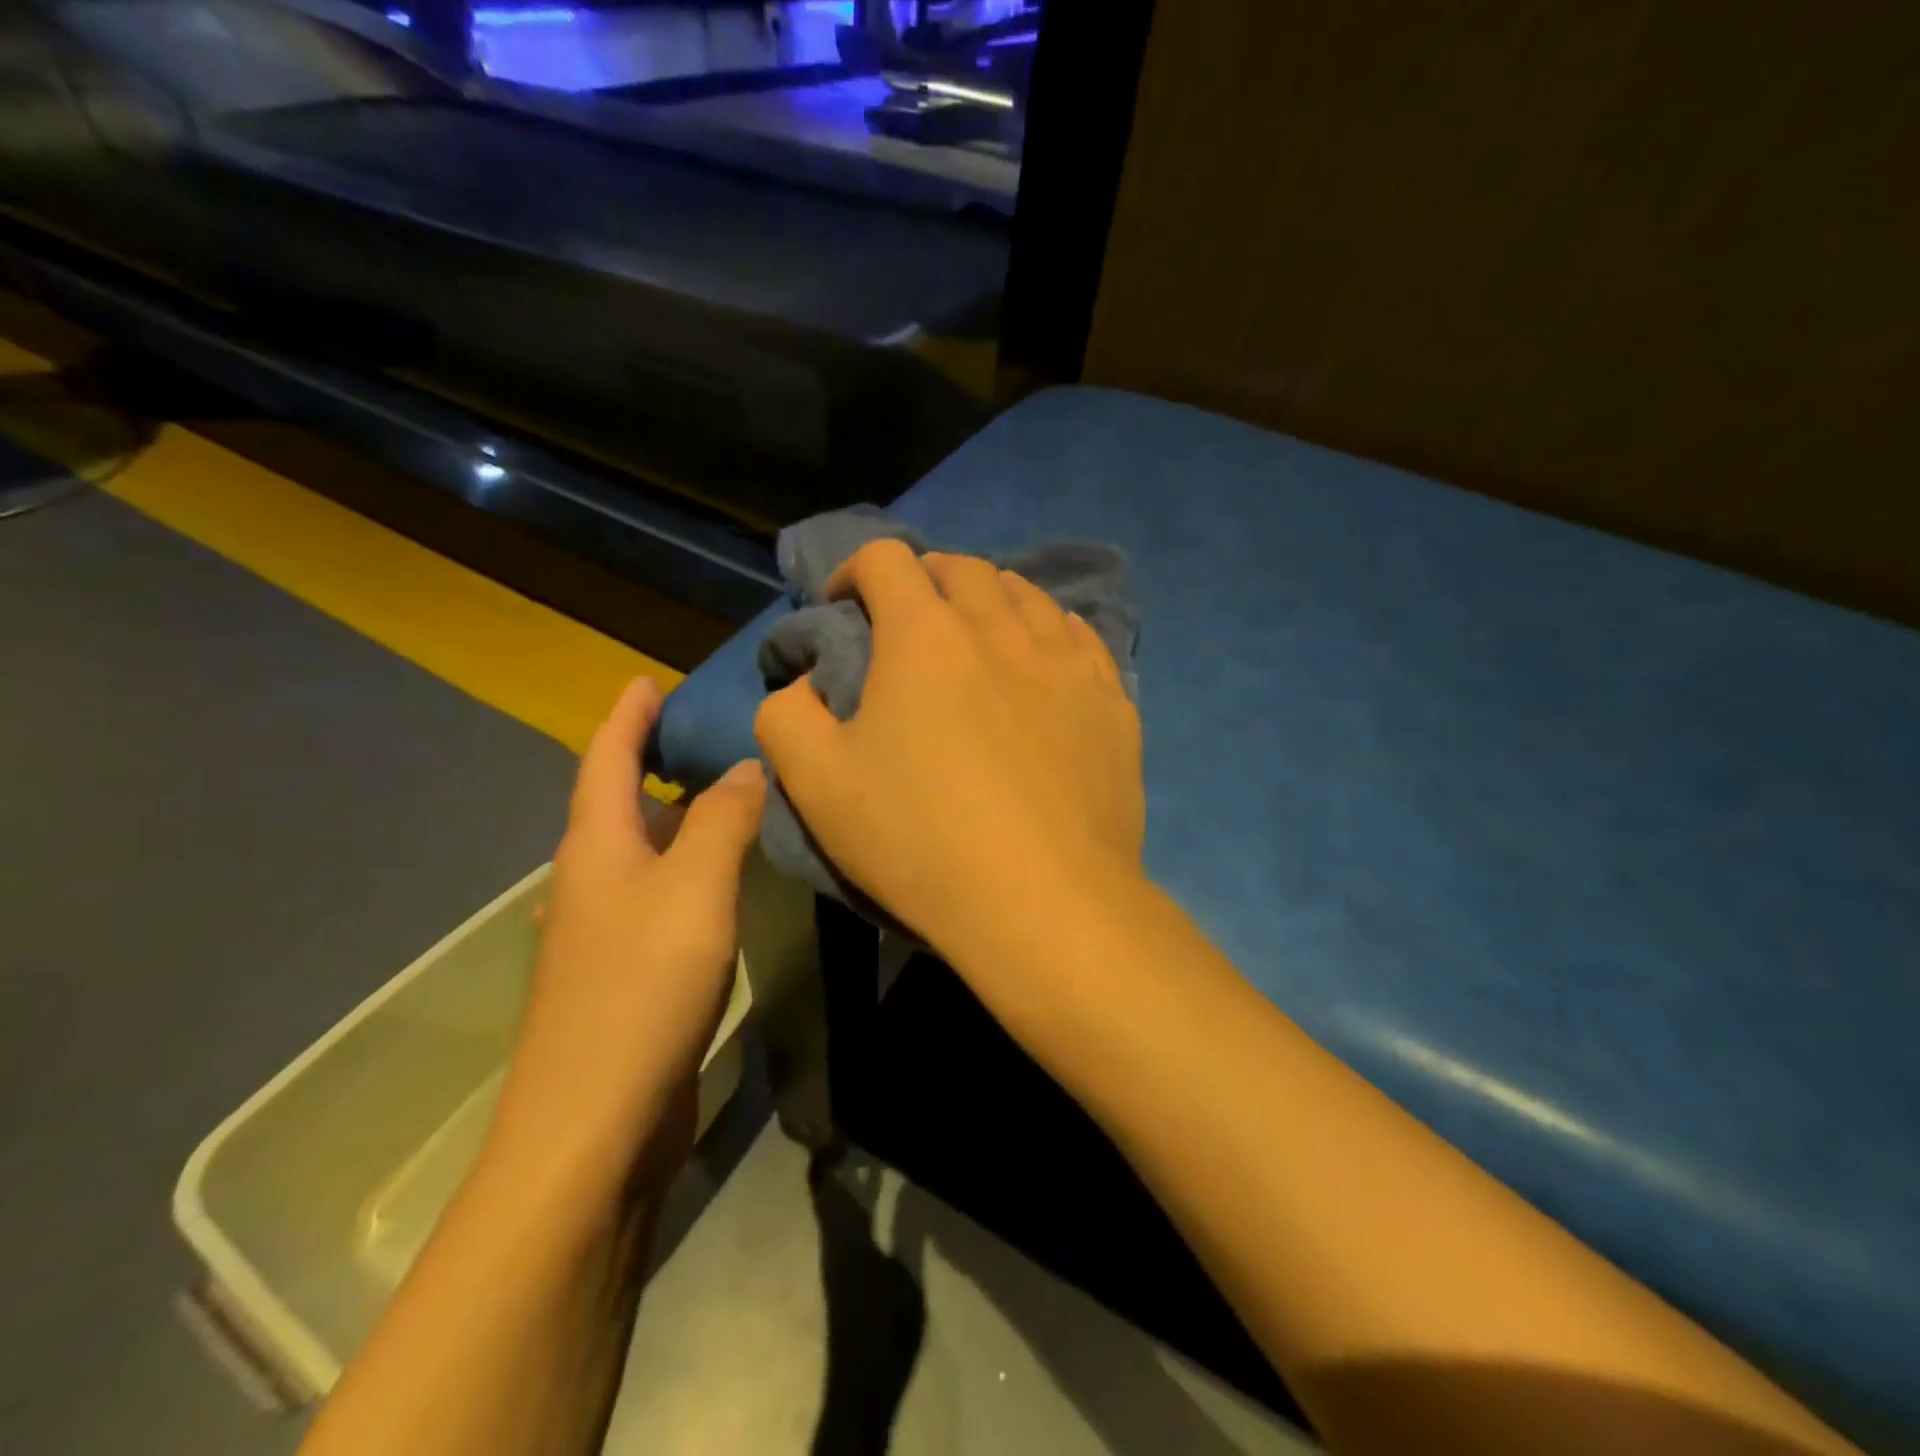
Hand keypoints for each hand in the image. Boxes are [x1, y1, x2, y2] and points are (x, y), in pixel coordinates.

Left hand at [489, 677, 766, 1187]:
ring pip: (640, 851)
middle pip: (617, 802)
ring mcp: (602, 931)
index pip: (605, 758)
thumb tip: (747, 766)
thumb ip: (724, 820)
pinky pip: (658, 893)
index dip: (627, 716)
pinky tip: (719, 877)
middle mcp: (589, 880)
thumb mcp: (695, 888)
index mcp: (594, 847)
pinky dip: (686, 866)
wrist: (594, 1123)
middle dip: (652, 760)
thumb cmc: (641, 986)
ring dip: (674, 815)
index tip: (648, 679)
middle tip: (707, 733)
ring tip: (725, 794)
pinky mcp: (624, 971)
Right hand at [754, 540, 1145, 965]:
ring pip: (1026, 595)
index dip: (854, 570)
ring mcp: (1066, 659)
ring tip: (979, 638)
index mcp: (925, 635)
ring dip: (990, 600)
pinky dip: (1048, 632)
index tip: (843, 607)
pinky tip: (1042, 665)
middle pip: (962, 568)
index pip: (886, 559)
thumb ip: (787, 715)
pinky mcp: (1111, 698)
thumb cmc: (921, 839)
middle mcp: (1001, 627)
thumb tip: (807, 683)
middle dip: (925, 580)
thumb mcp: (816, 782)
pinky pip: (1078, 636)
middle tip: (910, 622)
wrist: (1045, 901)